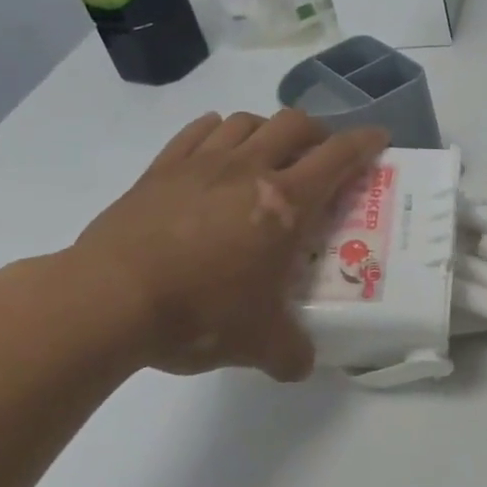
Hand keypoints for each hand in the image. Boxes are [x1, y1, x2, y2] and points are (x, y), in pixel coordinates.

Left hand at [65, 110, 387, 378]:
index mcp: (285, 202)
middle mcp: (249, 169)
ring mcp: (202, 163)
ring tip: (267, 154)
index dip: (365, 142)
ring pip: (247, 120)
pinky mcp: (160, 169)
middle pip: (295, 124)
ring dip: (267, 130)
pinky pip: (198, 131)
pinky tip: (217, 149)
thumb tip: (302, 366)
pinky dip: (218, 131)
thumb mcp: (256, 343)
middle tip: (319, 157)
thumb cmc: (198, 312)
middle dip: (317, 133)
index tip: (379, 138)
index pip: (339, 156)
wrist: (107, 300)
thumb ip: (289, 352)